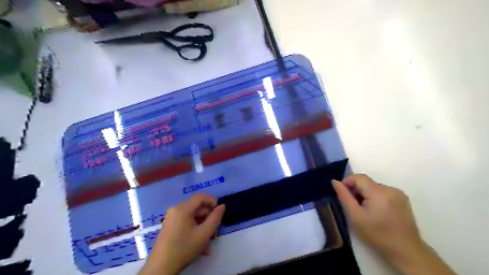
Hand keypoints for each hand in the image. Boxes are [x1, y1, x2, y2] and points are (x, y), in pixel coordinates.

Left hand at [139, 193, 225, 274]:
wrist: (161, 268)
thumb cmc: (184, 248)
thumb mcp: (204, 233)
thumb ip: (215, 218)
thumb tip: (222, 206)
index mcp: (182, 208)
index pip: (200, 197)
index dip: (212, 201)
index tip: (219, 211)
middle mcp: (175, 210)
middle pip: (197, 208)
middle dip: (208, 219)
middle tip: (215, 232)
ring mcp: (171, 218)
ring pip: (193, 217)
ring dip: (203, 227)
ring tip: (208, 243)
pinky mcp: (170, 226)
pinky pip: (186, 223)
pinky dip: (194, 230)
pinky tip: (200, 245)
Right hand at [332, 175, 424, 262]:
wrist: (405, 251)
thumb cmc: (376, 234)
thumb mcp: (355, 216)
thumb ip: (344, 196)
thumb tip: (335, 181)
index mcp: (378, 192)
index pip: (358, 177)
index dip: (347, 182)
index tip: (342, 194)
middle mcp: (390, 188)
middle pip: (366, 182)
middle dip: (356, 190)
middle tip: (352, 205)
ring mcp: (398, 193)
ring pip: (374, 187)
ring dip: (365, 194)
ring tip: (364, 210)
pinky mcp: (403, 199)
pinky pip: (383, 192)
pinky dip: (375, 197)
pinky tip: (376, 211)